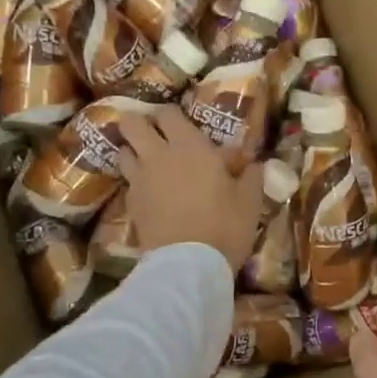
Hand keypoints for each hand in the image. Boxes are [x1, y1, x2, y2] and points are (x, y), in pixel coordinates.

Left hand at [120, 105, 264, 274]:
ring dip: (133, 152)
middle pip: (131, 123)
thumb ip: (251, 175)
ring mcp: (140, 179)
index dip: (171, 115)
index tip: (181, 125)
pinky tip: (150, 194)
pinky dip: (136, 182)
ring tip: (148, 163)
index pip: (168, 113)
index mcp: (190, 146)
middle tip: (155, 135)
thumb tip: (253, 164)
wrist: (189, 265)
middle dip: (138, 123)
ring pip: (123, 151)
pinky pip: (128, 182)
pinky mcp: (131, 204)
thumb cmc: (225, 226)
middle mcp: (158, 155)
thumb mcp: (250, 200)